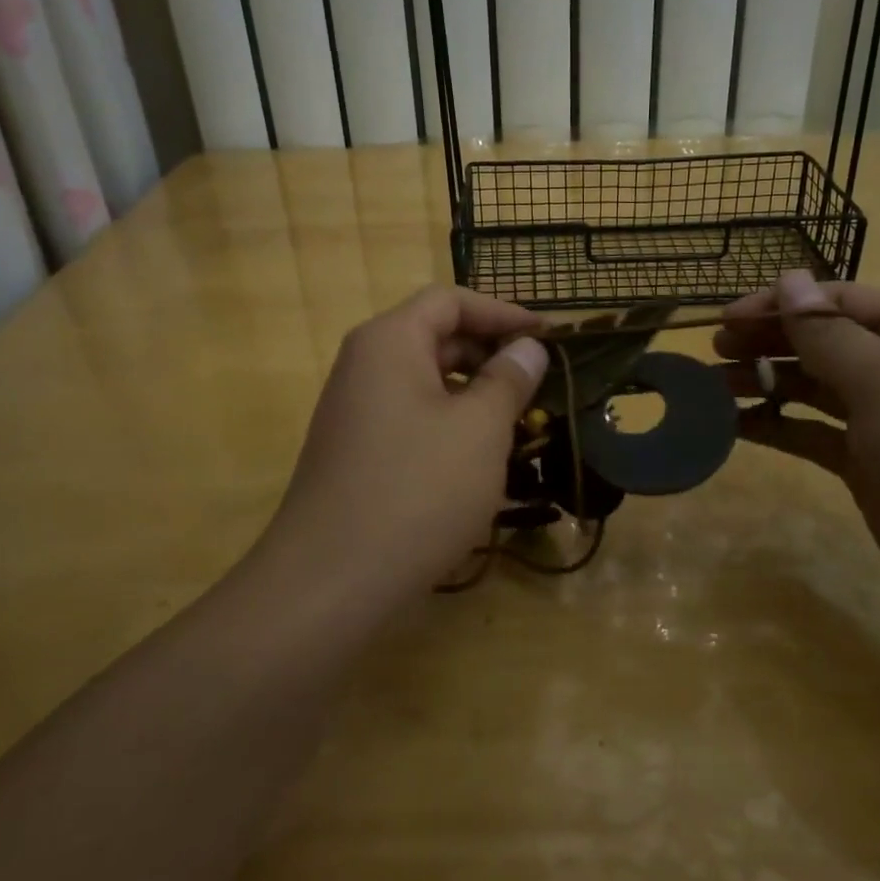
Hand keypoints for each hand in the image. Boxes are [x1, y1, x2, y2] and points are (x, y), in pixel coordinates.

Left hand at [268, 287, 548, 592]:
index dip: (503, 312)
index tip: (548, 336)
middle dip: (490, 353)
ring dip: (473, 391)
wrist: (331, 580)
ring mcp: (354, 409)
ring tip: (517, 420)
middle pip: (435, 336)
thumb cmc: (418, 490)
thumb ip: (508, 379)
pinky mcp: (355, 449)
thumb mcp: (480, 429)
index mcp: (390, 341)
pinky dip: (448, 421)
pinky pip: (409, 415)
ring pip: (424, 380)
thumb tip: (527, 348)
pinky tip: (478, 456)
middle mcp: (364, 364)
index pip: (450, 300)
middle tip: (538, 382)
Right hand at [716, 270, 879, 652]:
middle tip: (712, 355)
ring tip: (712, 389)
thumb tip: (789, 279)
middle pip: (824, 343)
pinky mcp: (871, 470)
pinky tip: (737, 427)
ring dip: (766, 384)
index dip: (781, 304)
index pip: (839, 301)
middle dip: (768, 343)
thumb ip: (830, 333)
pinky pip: (814, 435)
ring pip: (815, 389)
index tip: (725, 320)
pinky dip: (778, 427)